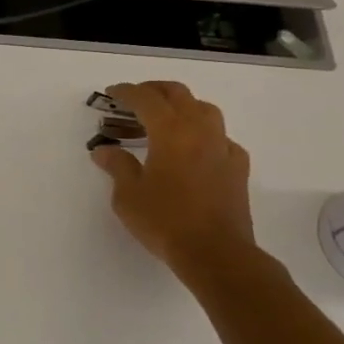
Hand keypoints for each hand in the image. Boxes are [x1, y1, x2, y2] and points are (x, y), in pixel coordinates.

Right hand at [90, 81, 256, 275]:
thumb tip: (105, 151)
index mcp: (170, 132)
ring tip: (165, 118)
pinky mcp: (237, 167)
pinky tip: (195, 148)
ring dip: (182, 105)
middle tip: (135, 97)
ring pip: (205, 109)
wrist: (215, 252)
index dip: (126, 92)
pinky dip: (204, 133)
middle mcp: (199, 131)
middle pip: (178, 94)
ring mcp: (223, 147)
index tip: (112, 93)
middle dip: (154, 90)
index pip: (146, 99)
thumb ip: (118, 166)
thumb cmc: (165, 220)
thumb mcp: (128, 195)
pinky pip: (221, 137)